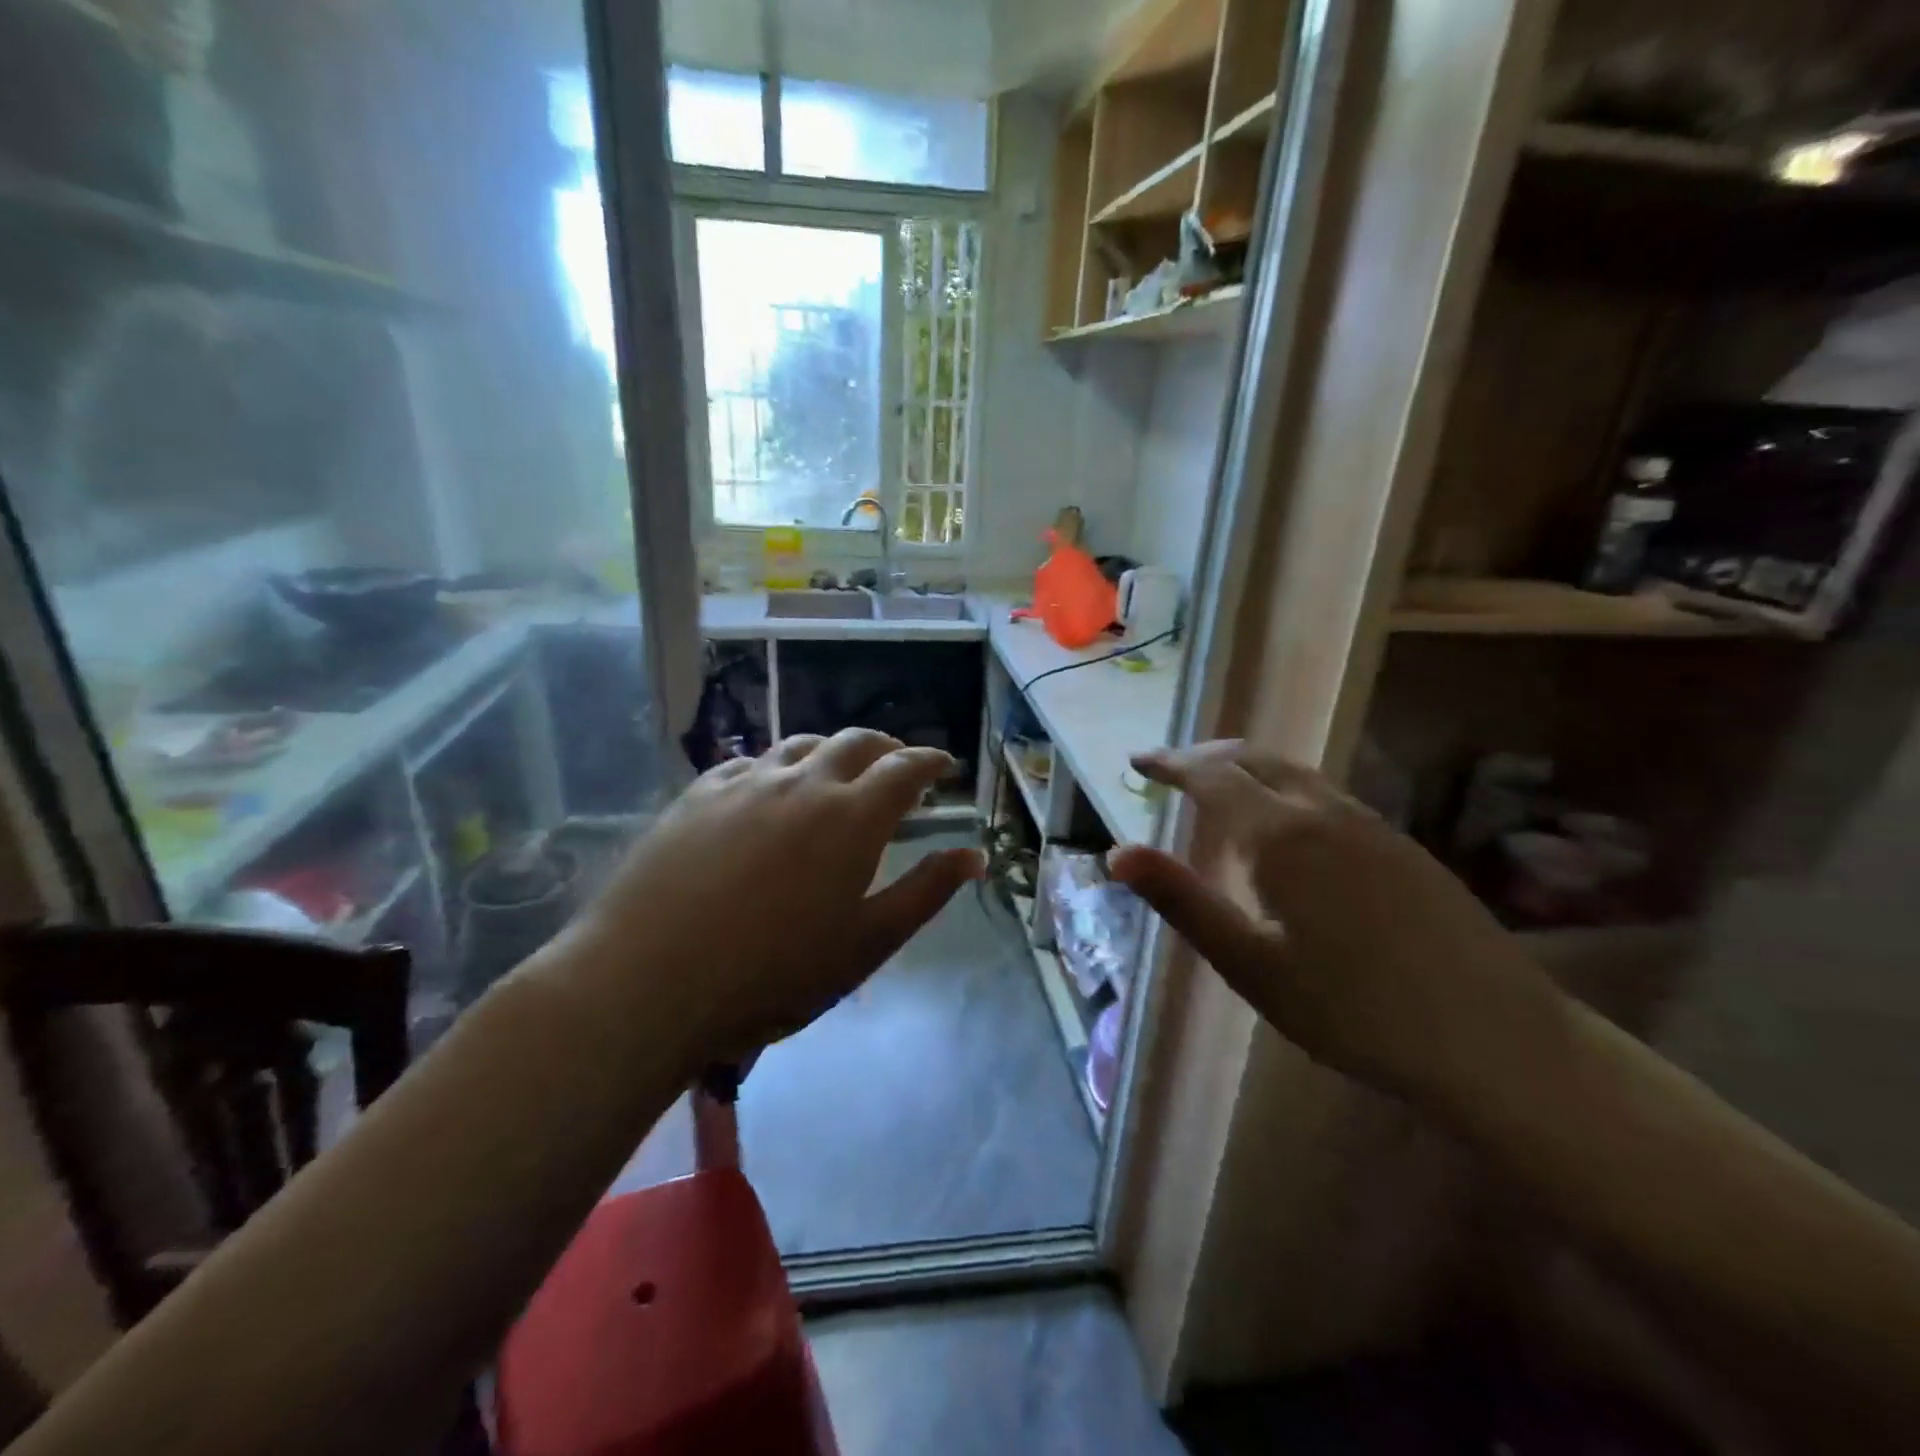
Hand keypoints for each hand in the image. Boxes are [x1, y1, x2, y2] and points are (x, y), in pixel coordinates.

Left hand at [555, 729, 983, 1068]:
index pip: (906, 768)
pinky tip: (769, 788)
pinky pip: (750, 762)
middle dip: (887, 747)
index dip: (932, 761)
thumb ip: (926, 893)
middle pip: (857, 741)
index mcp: (852, 817)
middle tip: (898, 766)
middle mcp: (804, 782)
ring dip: (832, 750)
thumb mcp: (866, 944)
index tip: (945, 766)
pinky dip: (777, 766)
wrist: (647, 982)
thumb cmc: (772, 975)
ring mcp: (746, 782)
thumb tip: (974, 855)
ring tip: (838, 772)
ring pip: (802, 745)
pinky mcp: (698, 794)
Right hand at [1107, 740, 1556, 1097]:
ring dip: (1245, 766)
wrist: (1495, 1039)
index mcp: (1279, 835)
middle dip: (1204, 756)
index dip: (1169, 764)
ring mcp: (1369, 823)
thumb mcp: (1250, 964)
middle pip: (1252, 758)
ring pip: (1292, 771)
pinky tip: (1283, 821)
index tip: (1137, 762)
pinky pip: (1323, 791)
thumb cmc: (1353, 1010)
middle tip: (1169, 769)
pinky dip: (1281, 785)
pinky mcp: (1400, 843)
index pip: (1210, 776)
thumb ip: (1182, 901)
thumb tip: (1117, 854)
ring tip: (1216, 785)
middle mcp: (1322, 811)